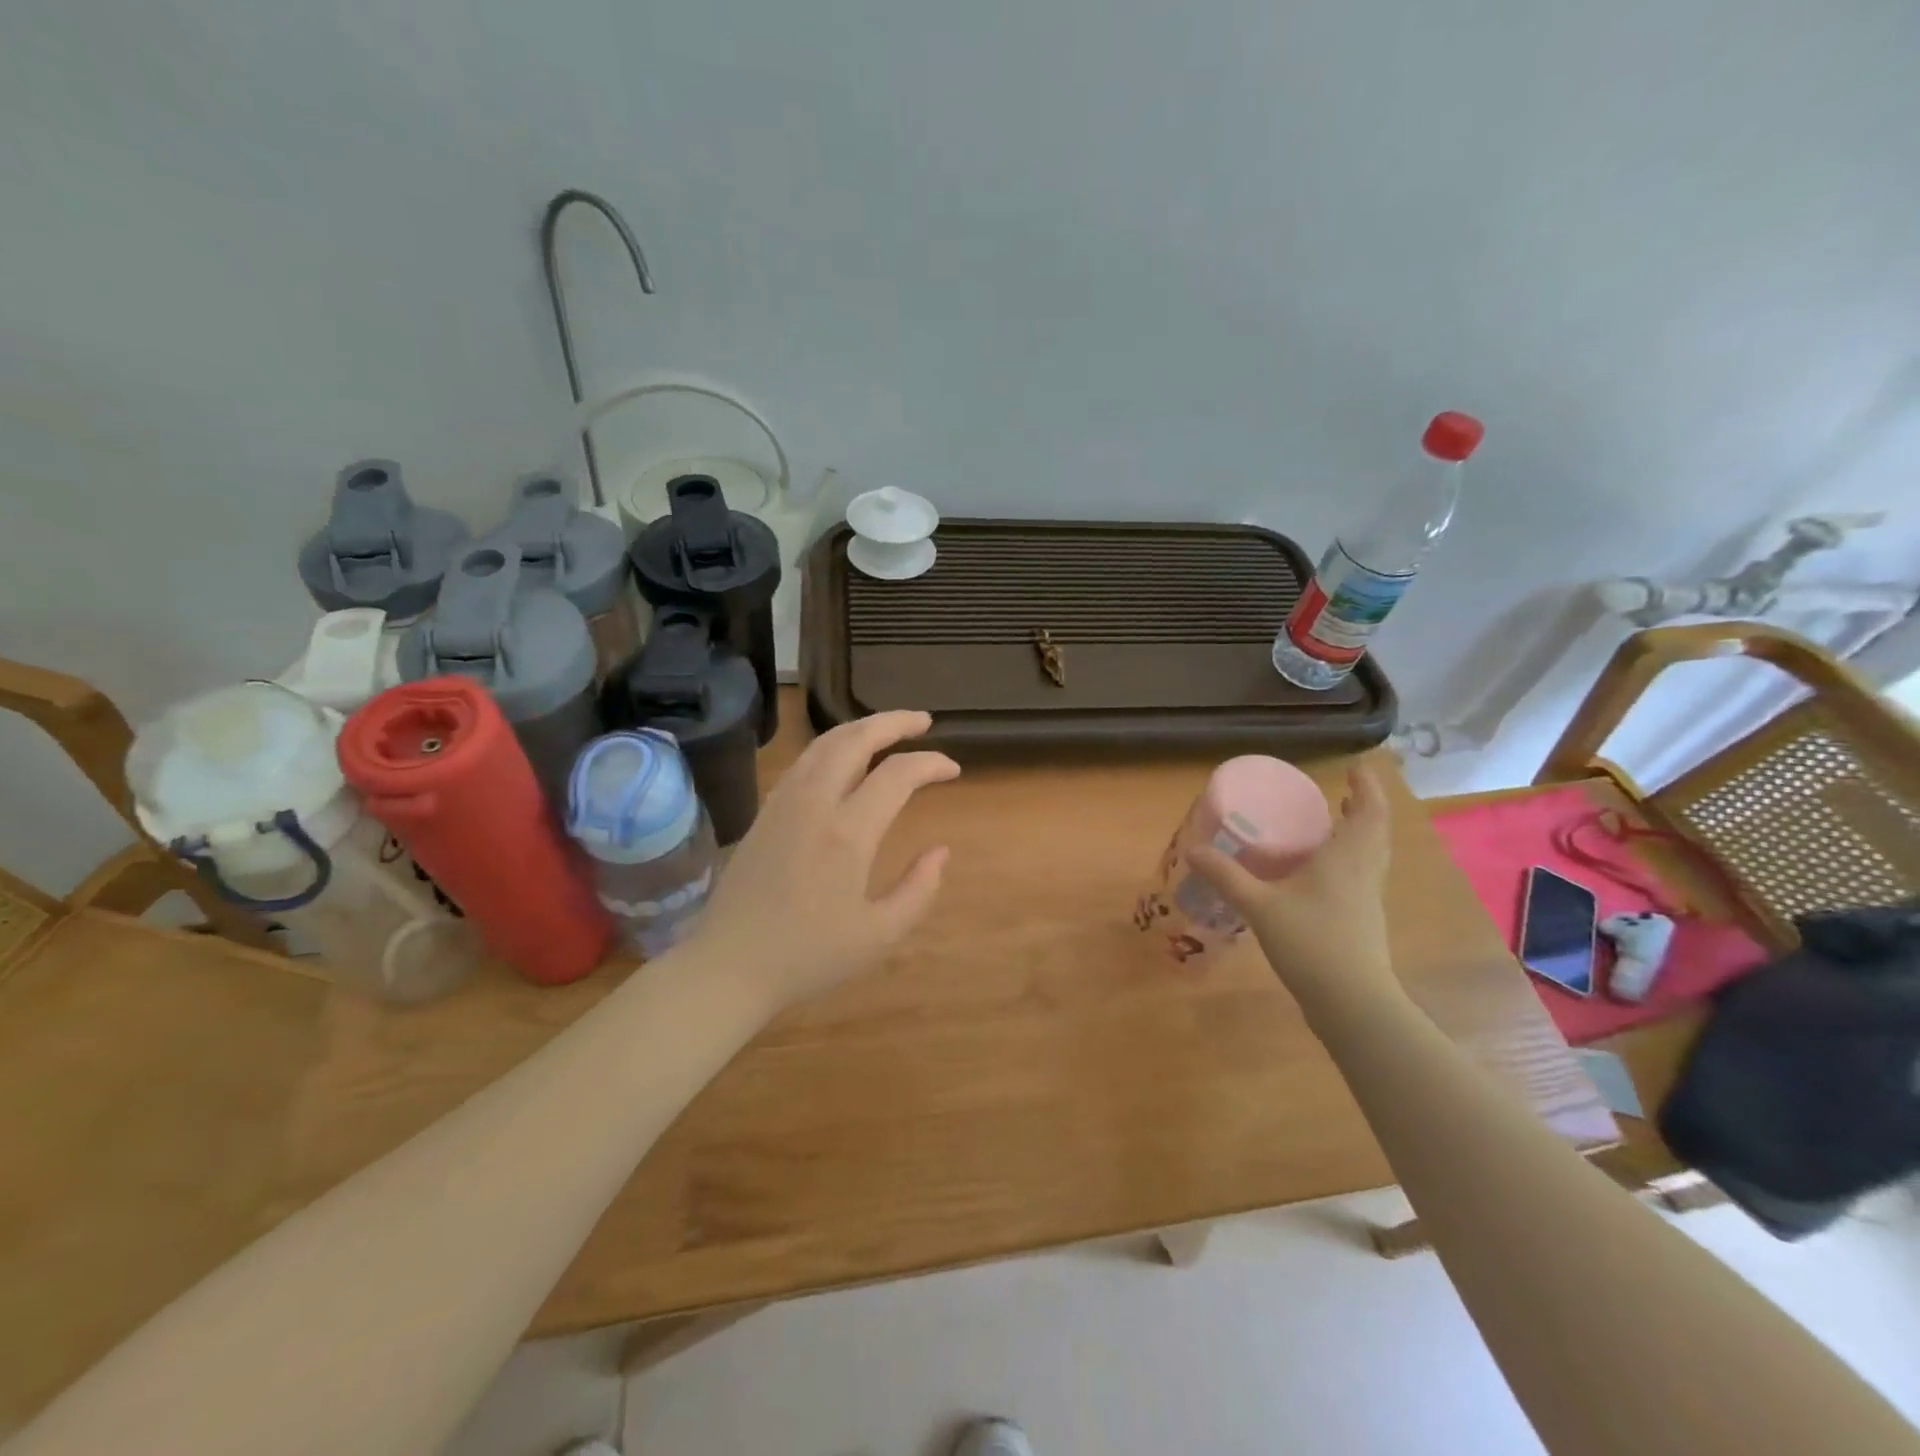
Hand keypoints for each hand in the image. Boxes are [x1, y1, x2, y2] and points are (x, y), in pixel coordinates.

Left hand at [690, 711, 958, 1014]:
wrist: (729, 965)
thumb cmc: (808, 956)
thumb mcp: (879, 936)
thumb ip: (918, 890)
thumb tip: (941, 852)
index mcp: (847, 834)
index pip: (897, 775)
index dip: (930, 764)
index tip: (953, 769)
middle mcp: (814, 804)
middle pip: (854, 739)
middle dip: (893, 722)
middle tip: (923, 722)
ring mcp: (784, 803)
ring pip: (824, 744)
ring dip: (860, 728)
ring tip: (888, 729)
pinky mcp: (765, 811)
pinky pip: (803, 761)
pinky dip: (831, 746)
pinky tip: (843, 758)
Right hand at [1188, 764, 1399, 1019]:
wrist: (1351, 1002)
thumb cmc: (1311, 942)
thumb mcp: (1260, 906)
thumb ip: (1226, 876)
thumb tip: (1192, 849)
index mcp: (1348, 857)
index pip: (1370, 811)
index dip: (1368, 787)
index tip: (1356, 768)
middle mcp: (1364, 871)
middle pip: (1375, 829)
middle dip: (1363, 807)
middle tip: (1341, 792)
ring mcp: (1368, 897)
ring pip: (1372, 853)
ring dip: (1360, 832)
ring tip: (1334, 823)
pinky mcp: (1364, 919)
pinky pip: (1363, 873)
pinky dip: (1351, 858)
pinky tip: (1322, 871)